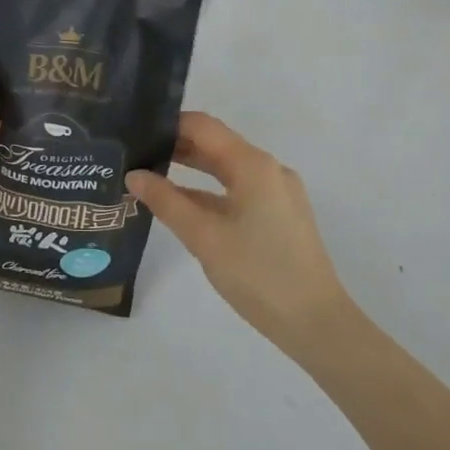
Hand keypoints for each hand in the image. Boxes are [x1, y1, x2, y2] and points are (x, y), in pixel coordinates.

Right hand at [128, 112, 351, 353]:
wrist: (316, 324)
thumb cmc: (258, 274)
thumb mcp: (204, 237)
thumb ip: (166, 201)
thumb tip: (133, 174)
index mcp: (253, 164)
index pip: (203, 126)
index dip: (168, 125)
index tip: (135, 132)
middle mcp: (268, 169)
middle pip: (216, 145)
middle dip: (176, 147)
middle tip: (136, 154)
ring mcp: (277, 192)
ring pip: (227, 169)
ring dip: (192, 170)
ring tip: (151, 176)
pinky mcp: (280, 215)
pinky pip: (238, 190)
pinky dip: (210, 192)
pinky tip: (183, 205)